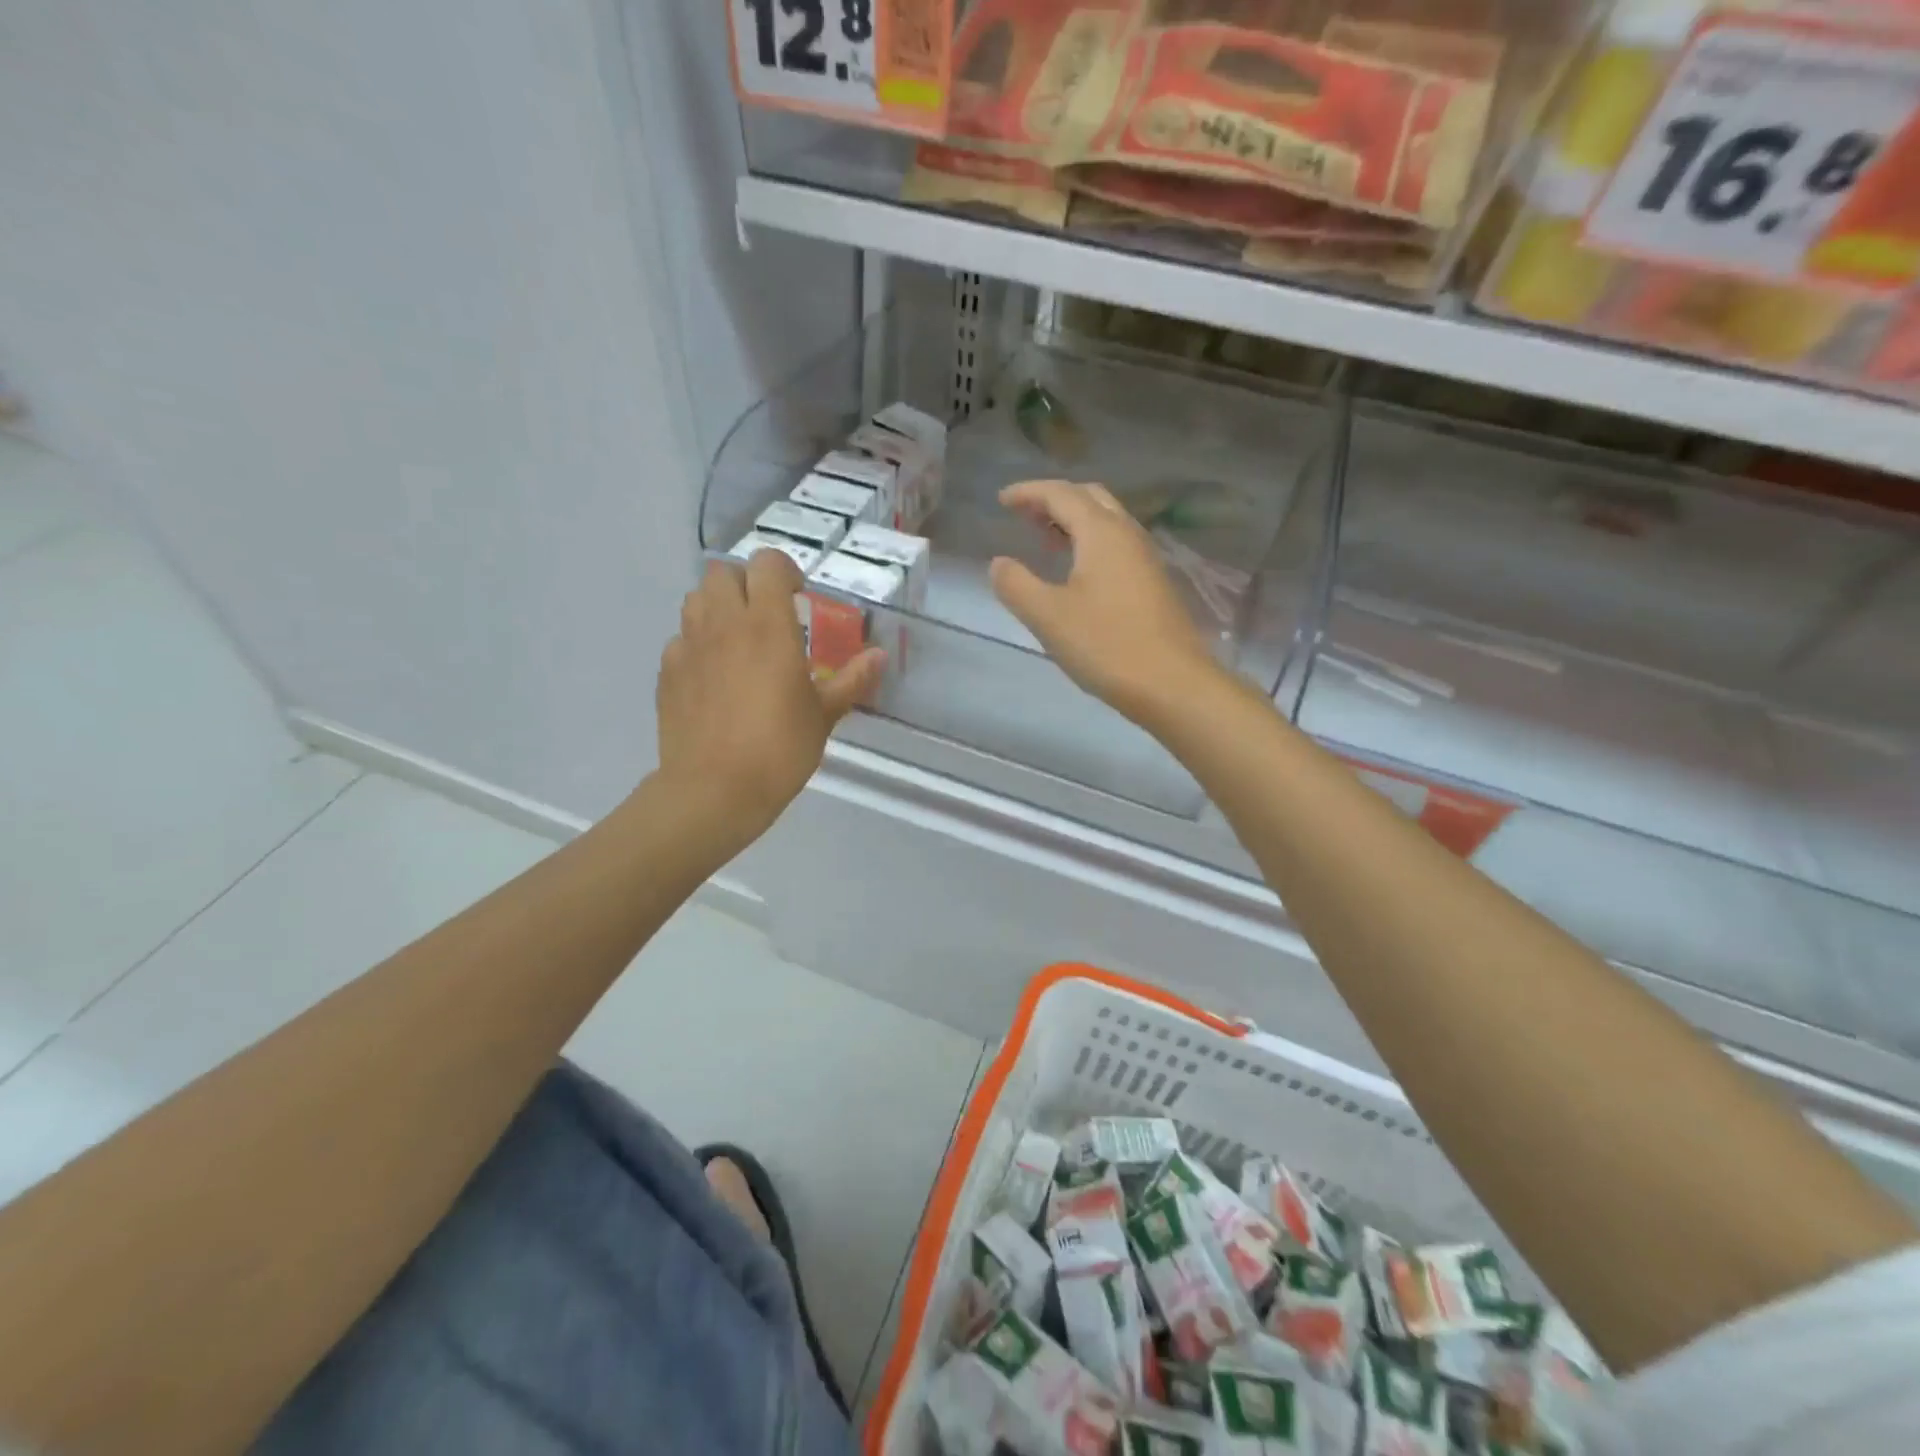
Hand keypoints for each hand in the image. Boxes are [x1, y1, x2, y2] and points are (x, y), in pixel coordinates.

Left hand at [656, 552, 883, 843]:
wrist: (714, 790)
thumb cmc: (779, 749)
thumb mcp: (824, 715)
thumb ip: (852, 679)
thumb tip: (879, 655)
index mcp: (767, 626)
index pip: (767, 564)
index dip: (784, 572)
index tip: (798, 598)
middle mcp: (724, 624)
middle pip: (724, 572)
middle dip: (746, 584)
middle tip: (766, 617)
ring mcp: (689, 646)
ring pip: (696, 599)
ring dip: (718, 608)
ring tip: (738, 641)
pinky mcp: (667, 672)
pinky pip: (680, 639)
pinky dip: (697, 645)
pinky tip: (713, 677)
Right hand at [990, 480, 1219, 725]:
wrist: (1172, 684)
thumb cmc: (1106, 646)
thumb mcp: (1048, 617)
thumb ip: (1016, 585)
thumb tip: (999, 563)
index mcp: (1102, 533)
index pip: (1060, 494)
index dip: (1028, 492)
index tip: (1001, 501)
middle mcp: (1128, 534)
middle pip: (1089, 497)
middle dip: (1054, 499)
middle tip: (1023, 515)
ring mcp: (1146, 558)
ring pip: (1107, 521)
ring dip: (1074, 521)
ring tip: (1044, 540)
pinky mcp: (1154, 583)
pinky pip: (1117, 545)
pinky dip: (1090, 542)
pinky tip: (1077, 572)